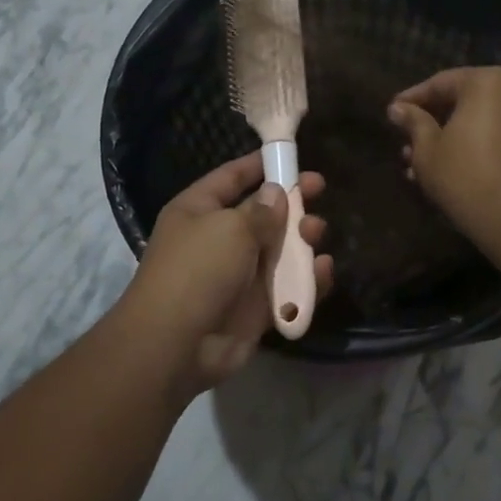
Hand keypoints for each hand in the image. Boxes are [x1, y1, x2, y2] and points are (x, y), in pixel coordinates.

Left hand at [125, 152, 334, 389]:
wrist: (177, 344)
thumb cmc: (198, 270)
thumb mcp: (230, 228)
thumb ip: (261, 210)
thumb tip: (277, 194)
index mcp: (199, 211)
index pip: (231, 178)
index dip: (259, 165)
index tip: (291, 156)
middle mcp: (218, 239)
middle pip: (262, 213)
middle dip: (292, 203)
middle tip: (320, 191)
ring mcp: (238, 275)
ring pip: (280, 250)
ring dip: (302, 240)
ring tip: (316, 233)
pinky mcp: (256, 308)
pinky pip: (288, 287)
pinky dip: (307, 280)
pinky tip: (322, 270)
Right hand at [387, 66, 500, 242]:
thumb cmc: (463, 174)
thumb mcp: (427, 149)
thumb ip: (413, 122)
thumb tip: (397, 108)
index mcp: (486, 82)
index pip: (440, 83)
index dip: (412, 99)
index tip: (391, 113)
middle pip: (460, 100)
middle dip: (429, 122)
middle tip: (403, 140)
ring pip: (474, 120)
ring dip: (445, 138)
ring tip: (414, 162)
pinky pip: (491, 134)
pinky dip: (467, 145)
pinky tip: (440, 168)